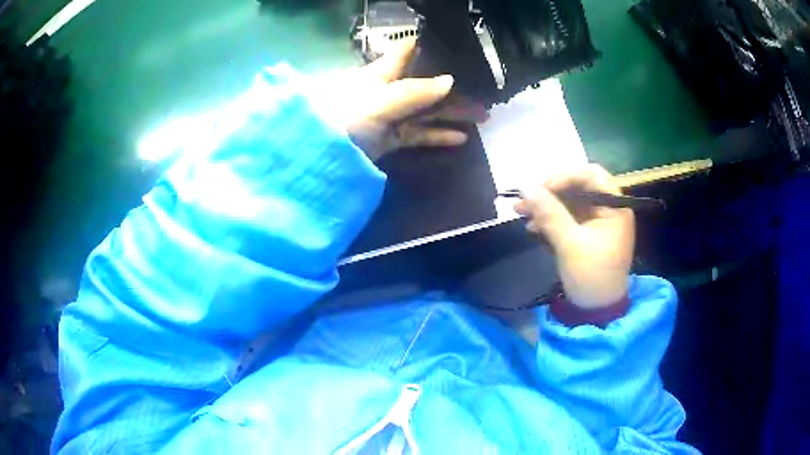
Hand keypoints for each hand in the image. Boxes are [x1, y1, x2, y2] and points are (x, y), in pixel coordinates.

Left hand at [321, 39, 486, 159]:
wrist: (318, 154)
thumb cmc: (345, 116)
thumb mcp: (379, 100)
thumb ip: (414, 91)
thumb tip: (450, 80)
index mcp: (382, 73)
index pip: (407, 51)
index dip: (428, 45)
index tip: (454, 44)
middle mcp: (388, 90)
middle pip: (426, 85)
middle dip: (454, 88)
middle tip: (485, 93)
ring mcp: (390, 116)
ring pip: (427, 111)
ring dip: (454, 113)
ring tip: (484, 116)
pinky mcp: (390, 139)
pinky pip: (419, 134)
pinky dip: (438, 135)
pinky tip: (461, 137)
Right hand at [515, 165, 634, 308]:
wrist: (597, 311)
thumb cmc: (591, 277)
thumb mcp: (569, 244)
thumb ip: (549, 213)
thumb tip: (524, 185)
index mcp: (615, 207)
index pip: (591, 175)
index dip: (564, 176)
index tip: (540, 189)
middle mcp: (608, 208)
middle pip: (578, 187)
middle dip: (549, 192)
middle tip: (524, 200)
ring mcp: (597, 221)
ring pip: (569, 202)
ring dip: (545, 205)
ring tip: (520, 212)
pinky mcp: (587, 233)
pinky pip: (567, 217)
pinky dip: (550, 219)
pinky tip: (532, 226)